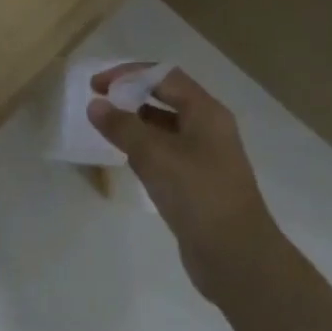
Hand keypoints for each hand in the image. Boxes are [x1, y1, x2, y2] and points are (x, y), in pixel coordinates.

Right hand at [88, 64, 293, 304]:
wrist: (235, 255)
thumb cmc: (198, 195)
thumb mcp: (156, 156)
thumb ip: (123, 127)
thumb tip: (96, 104)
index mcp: (206, 112)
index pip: (164, 76)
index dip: (128, 74)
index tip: (96, 85)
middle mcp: (208, 128)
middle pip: (166, 98)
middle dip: (131, 96)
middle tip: (97, 104)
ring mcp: (204, 157)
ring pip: (165, 128)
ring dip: (136, 123)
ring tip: (105, 129)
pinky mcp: (196, 183)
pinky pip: (166, 154)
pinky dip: (144, 149)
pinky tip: (125, 159)